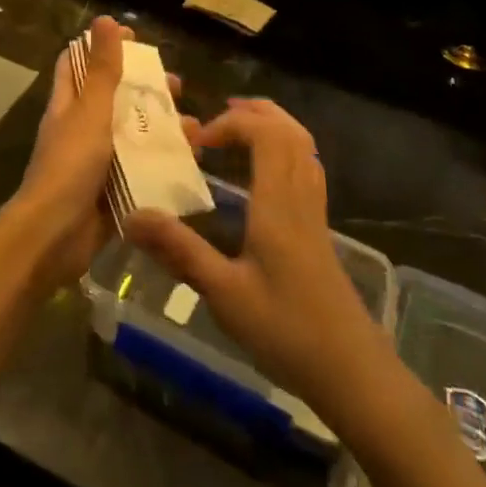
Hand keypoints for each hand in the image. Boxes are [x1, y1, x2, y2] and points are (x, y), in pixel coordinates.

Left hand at [6, 17, 177, 292]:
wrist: (54, 237)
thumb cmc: (69, 166)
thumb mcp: (90, 112)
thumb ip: (102, 70)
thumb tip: (105, 19)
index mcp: (69, 106)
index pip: (79, 64)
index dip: (101, 47)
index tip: (134, 38)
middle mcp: (81, 130)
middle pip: (113, 99)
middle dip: (144, 89)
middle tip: (176, 85)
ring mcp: (97, 162)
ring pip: (133, 135)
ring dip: (162, 127)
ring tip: (194, 126)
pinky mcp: (113, 192)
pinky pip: (142, 170)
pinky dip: (164, 163)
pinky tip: (192, 160)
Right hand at [124, 98, 385, 417]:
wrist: (353, 373)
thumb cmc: (287, 332)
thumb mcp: (225, 294)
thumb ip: (180, 251)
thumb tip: (132, 216)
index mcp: (279, 203)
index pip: (265, 134)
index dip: (231, 123)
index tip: (197, 142)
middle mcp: (301, 196)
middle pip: (289, 130)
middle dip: (253, 113)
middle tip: (215, 120)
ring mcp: (315, 210)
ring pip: (303, 145)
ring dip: (271, 126)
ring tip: (236, 131)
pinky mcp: (320, 227)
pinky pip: (307, 165)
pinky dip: (284, 148)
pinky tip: (263, 170)